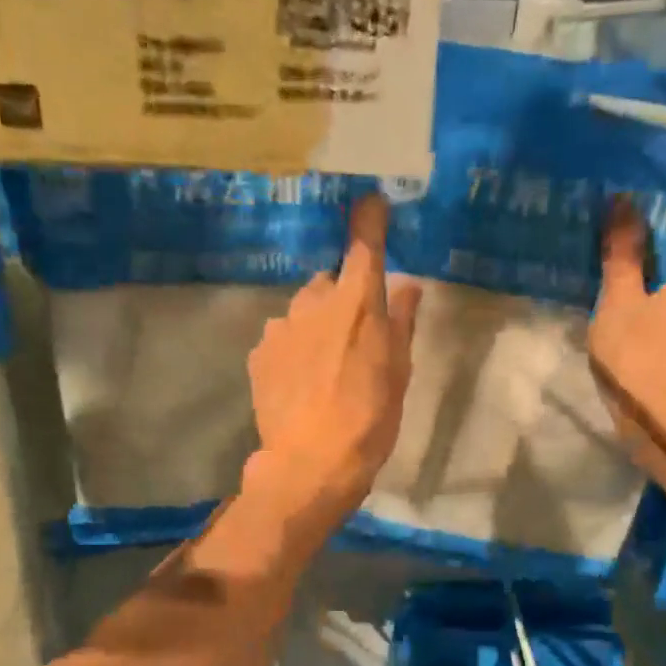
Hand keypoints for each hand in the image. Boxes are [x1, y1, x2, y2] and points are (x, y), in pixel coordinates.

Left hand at [246, 193, 421, 526]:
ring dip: (315, 326)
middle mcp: (314, 303)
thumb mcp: (398, 373)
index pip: (363, 245)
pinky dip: (293, 349)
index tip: (370, 202)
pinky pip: (281, 338)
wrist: (310, 464)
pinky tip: (301, 383)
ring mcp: (280, 327)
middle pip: (329, 283)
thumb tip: (406, 285)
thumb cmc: (369, 419)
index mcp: (357, 302)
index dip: (368, 220)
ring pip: (302, 312)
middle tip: (355, 339)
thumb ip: (400, 322)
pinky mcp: (259, 354)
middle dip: (341, 298)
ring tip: (325, 369)